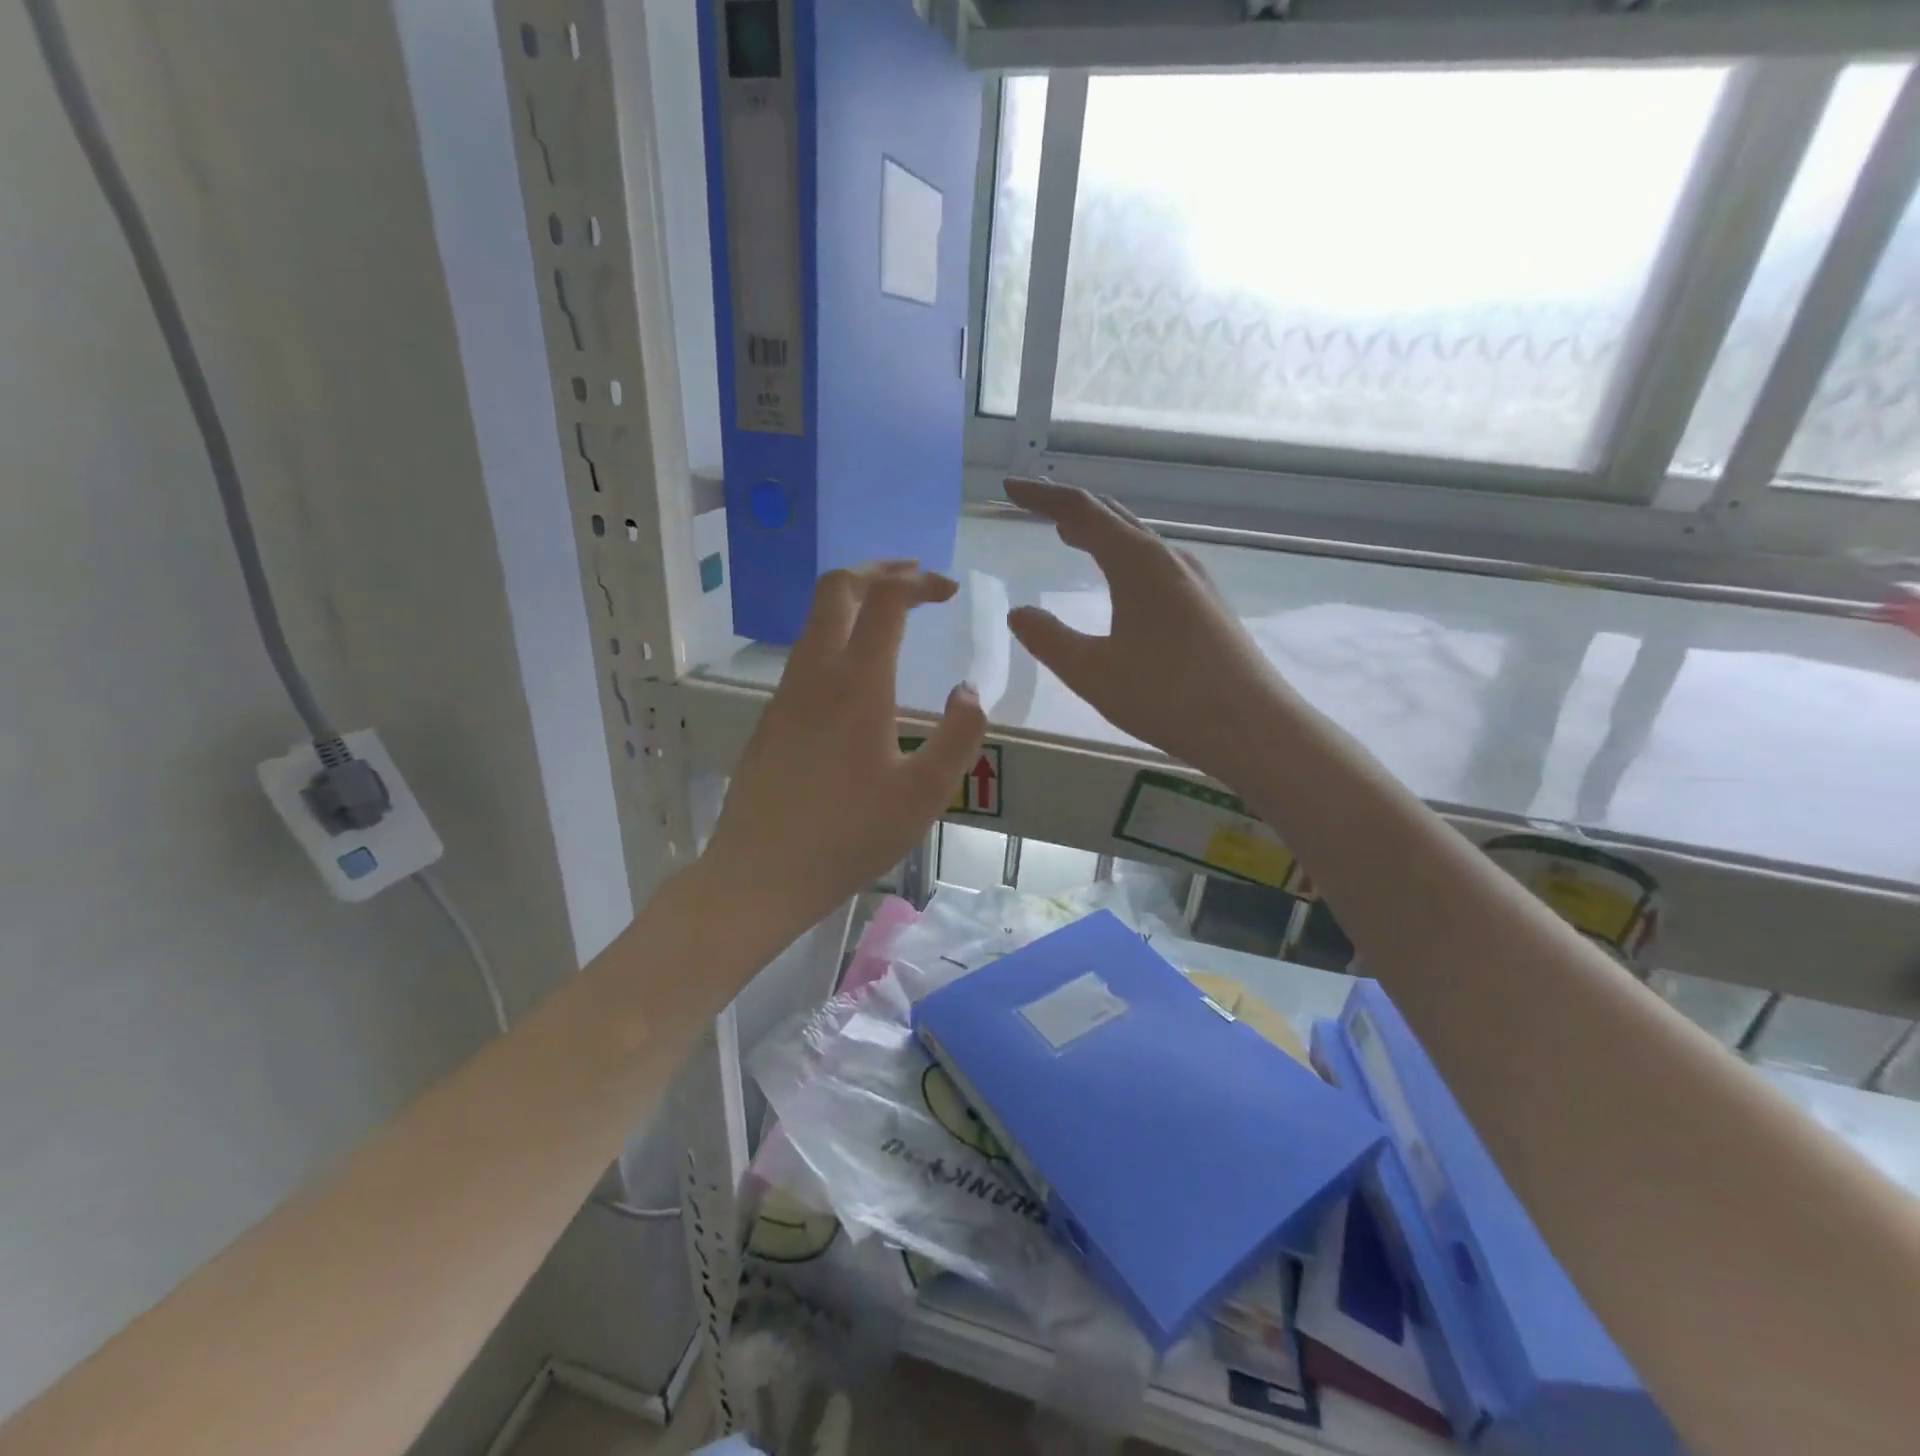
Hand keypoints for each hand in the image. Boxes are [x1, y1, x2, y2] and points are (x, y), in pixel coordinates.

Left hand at [701, 563, 985, 934]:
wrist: (760, 874)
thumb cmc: (850, 835)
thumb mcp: (925, 793)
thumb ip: (959, 735)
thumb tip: (967, 691)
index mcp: (856, 683)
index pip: (885, 600)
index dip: (919, 582)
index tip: (949, 589)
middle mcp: (815, 674)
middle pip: (837, 589)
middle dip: (879, 571)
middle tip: (916, 579)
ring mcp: (785, 694)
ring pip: (815, 620)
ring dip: (855, 602)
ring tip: (892, 617)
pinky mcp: (771, 718)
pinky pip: (806, 655)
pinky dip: (837, 636)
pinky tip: (858, 674)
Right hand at [1004, 477, 1286, 783]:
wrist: (1253, 728)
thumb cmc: (1167, 695)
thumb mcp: (1092, 672)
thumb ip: (1049, 639)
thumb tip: (1019, 613)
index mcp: (1138, 563)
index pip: (1083, 511)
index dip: (1043, 497)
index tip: (1011, 487)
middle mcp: (1169, 560)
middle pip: (1114, 518)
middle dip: (1071, 509)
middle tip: (1035, 507)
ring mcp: (1194, 582)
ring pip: (1137, 542)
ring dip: (1100, 533)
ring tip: (1071, 537)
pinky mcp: (1206, 607)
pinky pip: (1153, 565)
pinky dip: (1122, 558)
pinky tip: (1120, 583)